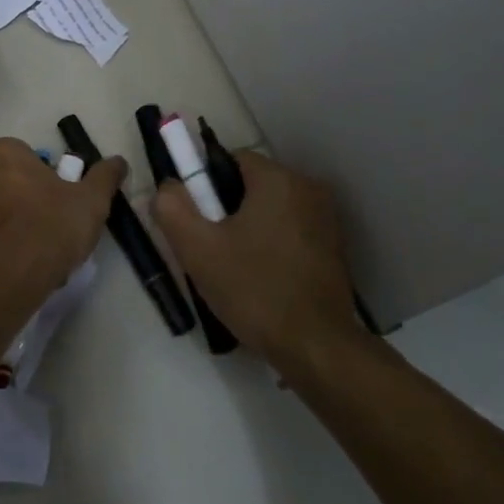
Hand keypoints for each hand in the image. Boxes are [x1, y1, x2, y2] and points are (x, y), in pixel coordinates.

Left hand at [0, 138, 125, 290]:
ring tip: (31, 252)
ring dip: (4, 222)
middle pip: (3, 180)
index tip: (60, 203)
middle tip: (47, 227)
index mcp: (2, 151)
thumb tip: (119, 161)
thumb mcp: (91, 200)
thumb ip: (104, 177)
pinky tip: (11, 267)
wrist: (3, 279)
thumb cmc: (49, 226)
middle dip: (21, 198)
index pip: (27, 157)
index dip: (46, 180)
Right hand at [153, 151, 359, 363]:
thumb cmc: (253, 289)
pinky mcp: (334, 246)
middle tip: (211, 247)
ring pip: (272, 209)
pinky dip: (273, 244)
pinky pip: (292, 230)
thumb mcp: (198, 249)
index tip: (197, 218)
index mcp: (278, 179)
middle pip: (253, 184)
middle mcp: (308, 188)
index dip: (206, 184)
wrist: (315, 345)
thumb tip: (168, 186)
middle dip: (227, 208)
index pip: (232, 159)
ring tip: (234, 267)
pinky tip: (262, 278)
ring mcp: (326, 218)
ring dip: (250, 227)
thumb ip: (172, 208)